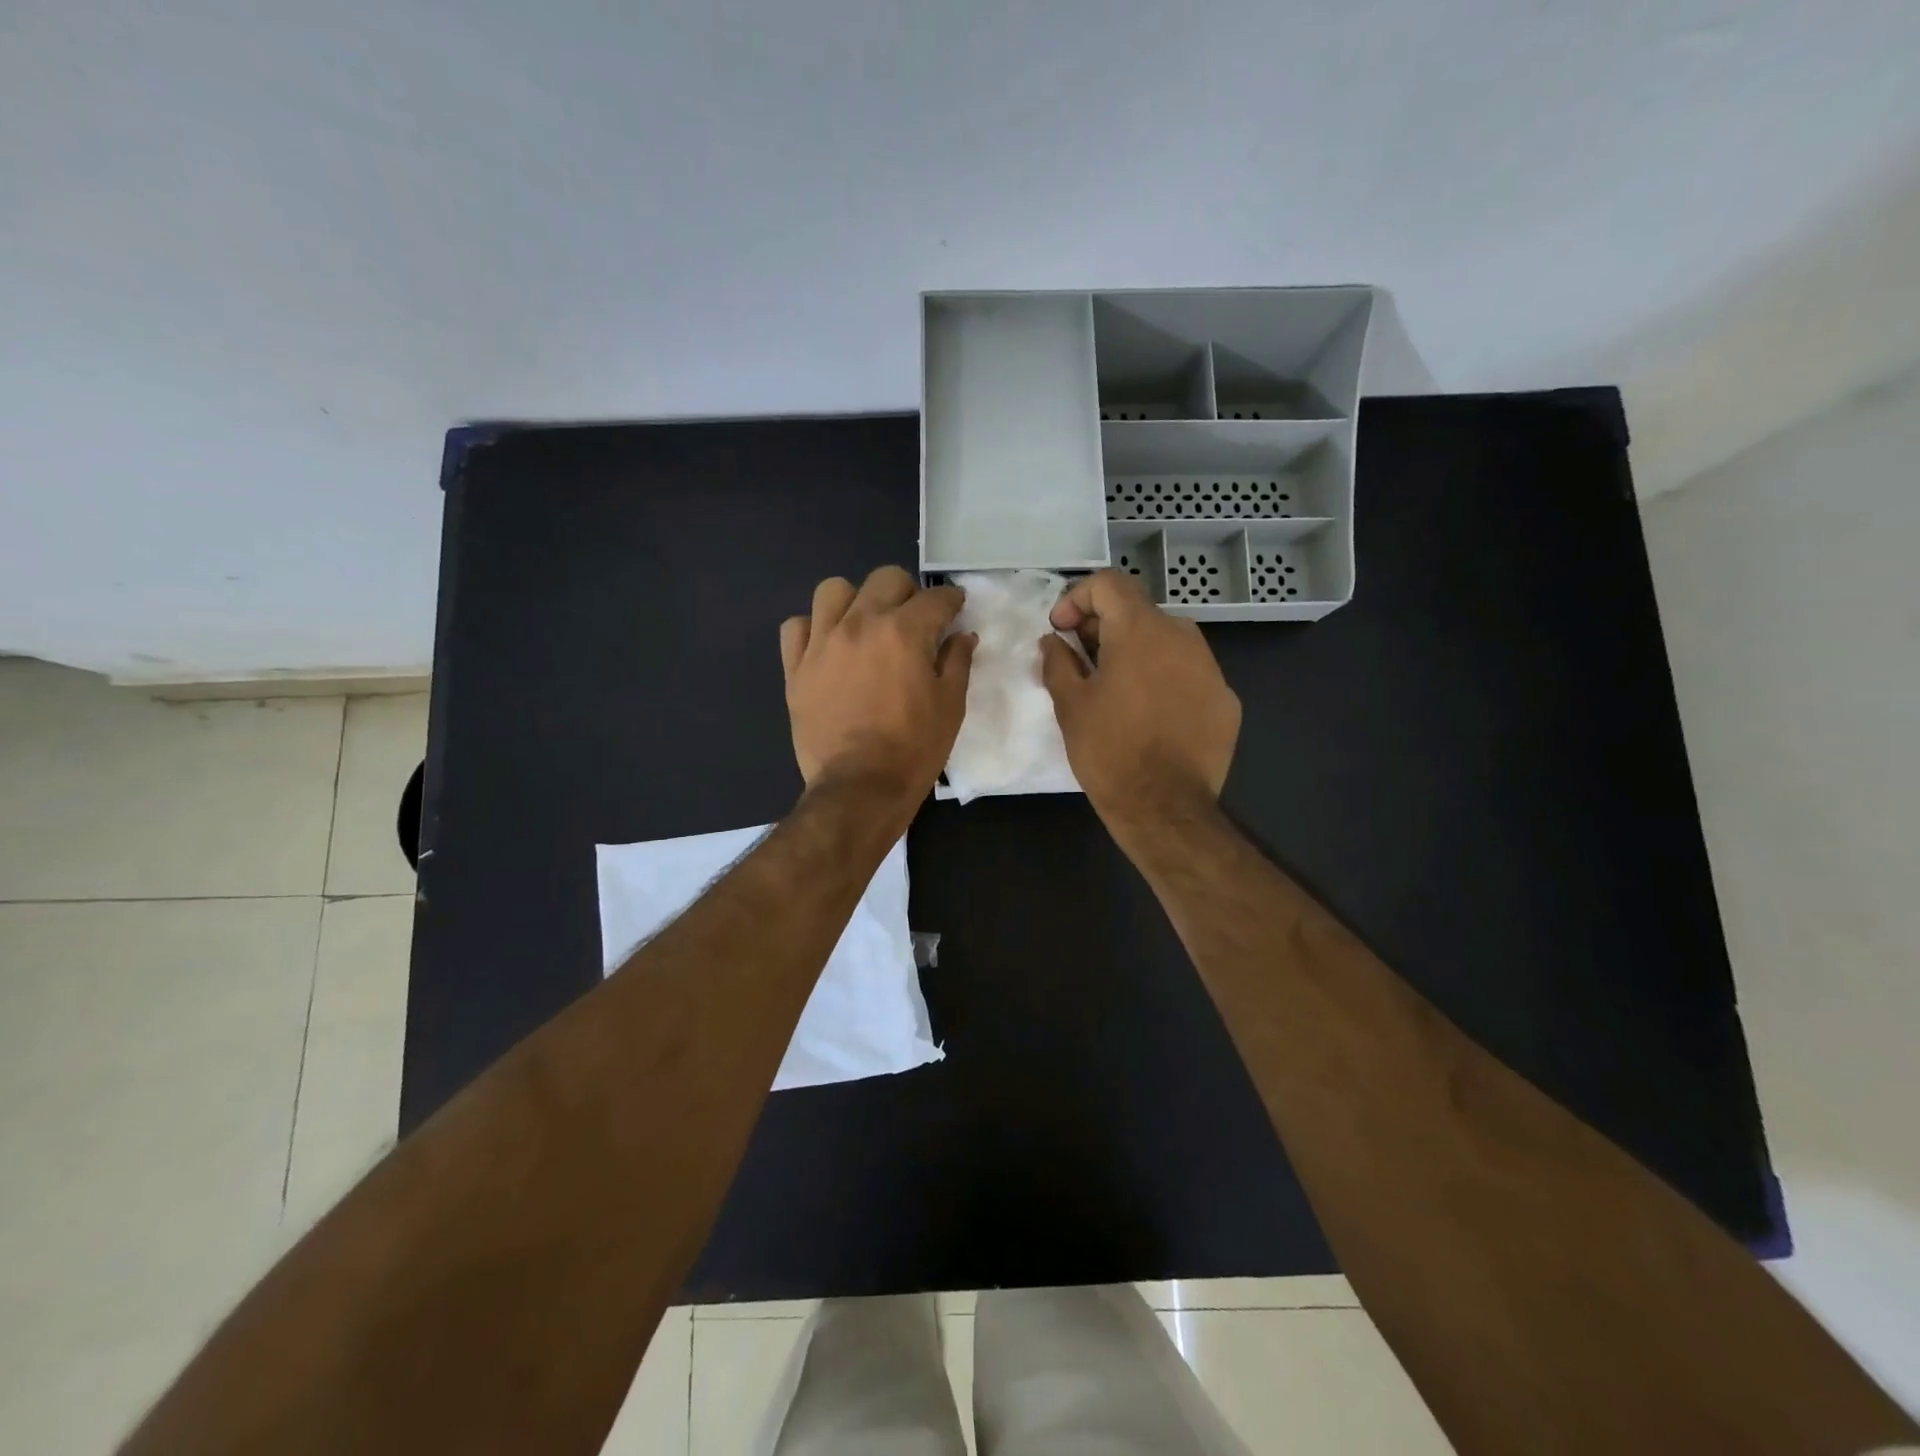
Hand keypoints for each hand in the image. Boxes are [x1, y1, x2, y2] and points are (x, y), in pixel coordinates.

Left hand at [780, 567, 975, 813]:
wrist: (860, 788)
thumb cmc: (914, 749)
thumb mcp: (950, 707)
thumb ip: (957, 662)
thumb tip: (962, 636)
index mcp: (904, 632)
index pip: (935, 598)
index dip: (951, 600)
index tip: (955, 609)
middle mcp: (859, 625)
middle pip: (885, 579)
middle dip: (907, 593)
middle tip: (914, 620)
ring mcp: (822, 644)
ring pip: (833, 590)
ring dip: (855, 601)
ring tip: (864, 626)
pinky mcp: (795, 668)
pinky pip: (796, 627)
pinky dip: (813, 629)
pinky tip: (828, 647)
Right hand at [1039, 570, 1240, 830]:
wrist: (1165, 806)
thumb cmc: (1109, 750)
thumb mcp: (1070, 704)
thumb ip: (1058, 662)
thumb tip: (1053, 641)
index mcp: (1141, 630)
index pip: (1108, 583)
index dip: (1077, 598)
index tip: (1062, 631)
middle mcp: (1182, 636)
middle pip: (1138, 612)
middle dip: (1104, 628)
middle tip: (1081, 663)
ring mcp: (1210, 668)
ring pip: (1166, 642)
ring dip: (1136, 653)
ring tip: (1115, 691)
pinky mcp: (1225, 699)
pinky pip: (1188, 674)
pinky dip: (1164, 680)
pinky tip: (1150, 716)